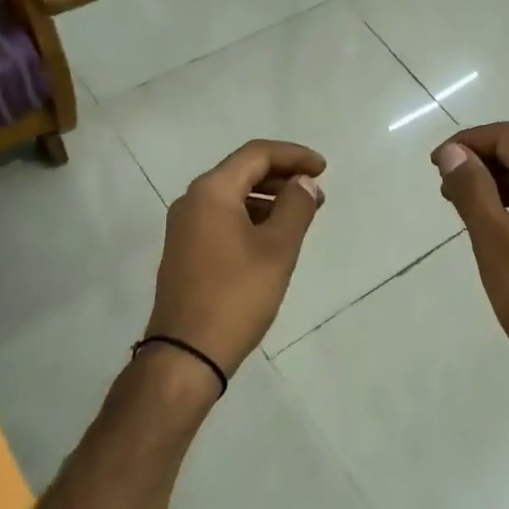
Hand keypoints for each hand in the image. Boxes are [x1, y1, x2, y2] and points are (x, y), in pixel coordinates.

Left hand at [144, 140, 326, 380]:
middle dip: (282, 177)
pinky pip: (223, 219)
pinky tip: (273, 238)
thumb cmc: (236, 295)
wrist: (186, 354)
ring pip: (232, 197)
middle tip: (317, 193)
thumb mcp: (277, 249)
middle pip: (242, 171)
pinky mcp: (186, 251)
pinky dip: (251, 218)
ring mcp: (185, 228)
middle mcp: (192, 201)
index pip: (256, 154)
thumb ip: (296, 208)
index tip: (324, 169)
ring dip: (268, 199)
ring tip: (302, 216)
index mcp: (211, 192)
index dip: (293, 155)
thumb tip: (304, 183)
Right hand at [433, 123, 508, 399]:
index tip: (436, 164)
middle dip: (479, 161)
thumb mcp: (496, 243)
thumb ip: (473, 192)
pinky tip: (488, 231)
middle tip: (443, 188)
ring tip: (459, 207)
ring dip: (491, 185)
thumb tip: (452, 152)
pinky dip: (507, 207)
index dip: (470, 141)